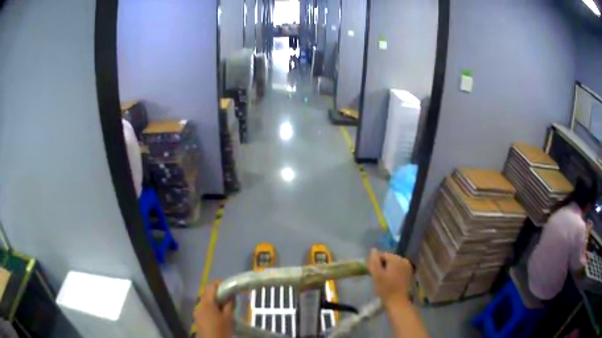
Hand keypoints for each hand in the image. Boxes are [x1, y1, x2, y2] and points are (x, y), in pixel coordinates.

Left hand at [194, 281, 234, 337]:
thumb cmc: (221, 330)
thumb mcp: (228, 317)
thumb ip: (229, 304)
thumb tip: (231, 293)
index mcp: (207, 303)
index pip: (211, 286)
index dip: (220, 284)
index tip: (230, 288)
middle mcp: (199, 304)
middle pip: (208, 293)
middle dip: (218, 293)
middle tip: (230, 299)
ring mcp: (197, 311)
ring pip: (206, 301)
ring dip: (215, 301)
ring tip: (226, 308)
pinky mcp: (197, 318)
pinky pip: (204, 308)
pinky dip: (211, 308)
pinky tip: (219, 316)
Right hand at [367, 248, 412, 308]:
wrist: (397, 301)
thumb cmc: (385, 288)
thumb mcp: (377, 275)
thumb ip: (374, 261)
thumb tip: (373, 249)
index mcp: (396, 259)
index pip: (382, 255)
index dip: (376, 263)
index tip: (374, 273)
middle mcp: (404, 259)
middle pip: (388, 258)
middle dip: (382, 265)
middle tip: (378, 277)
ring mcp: (407, 266)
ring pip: (393, 263)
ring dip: (387, 269)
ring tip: (383, 279)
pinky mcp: (408, 272)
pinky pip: (398, 268)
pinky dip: (393, 272)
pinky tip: (390, 280)